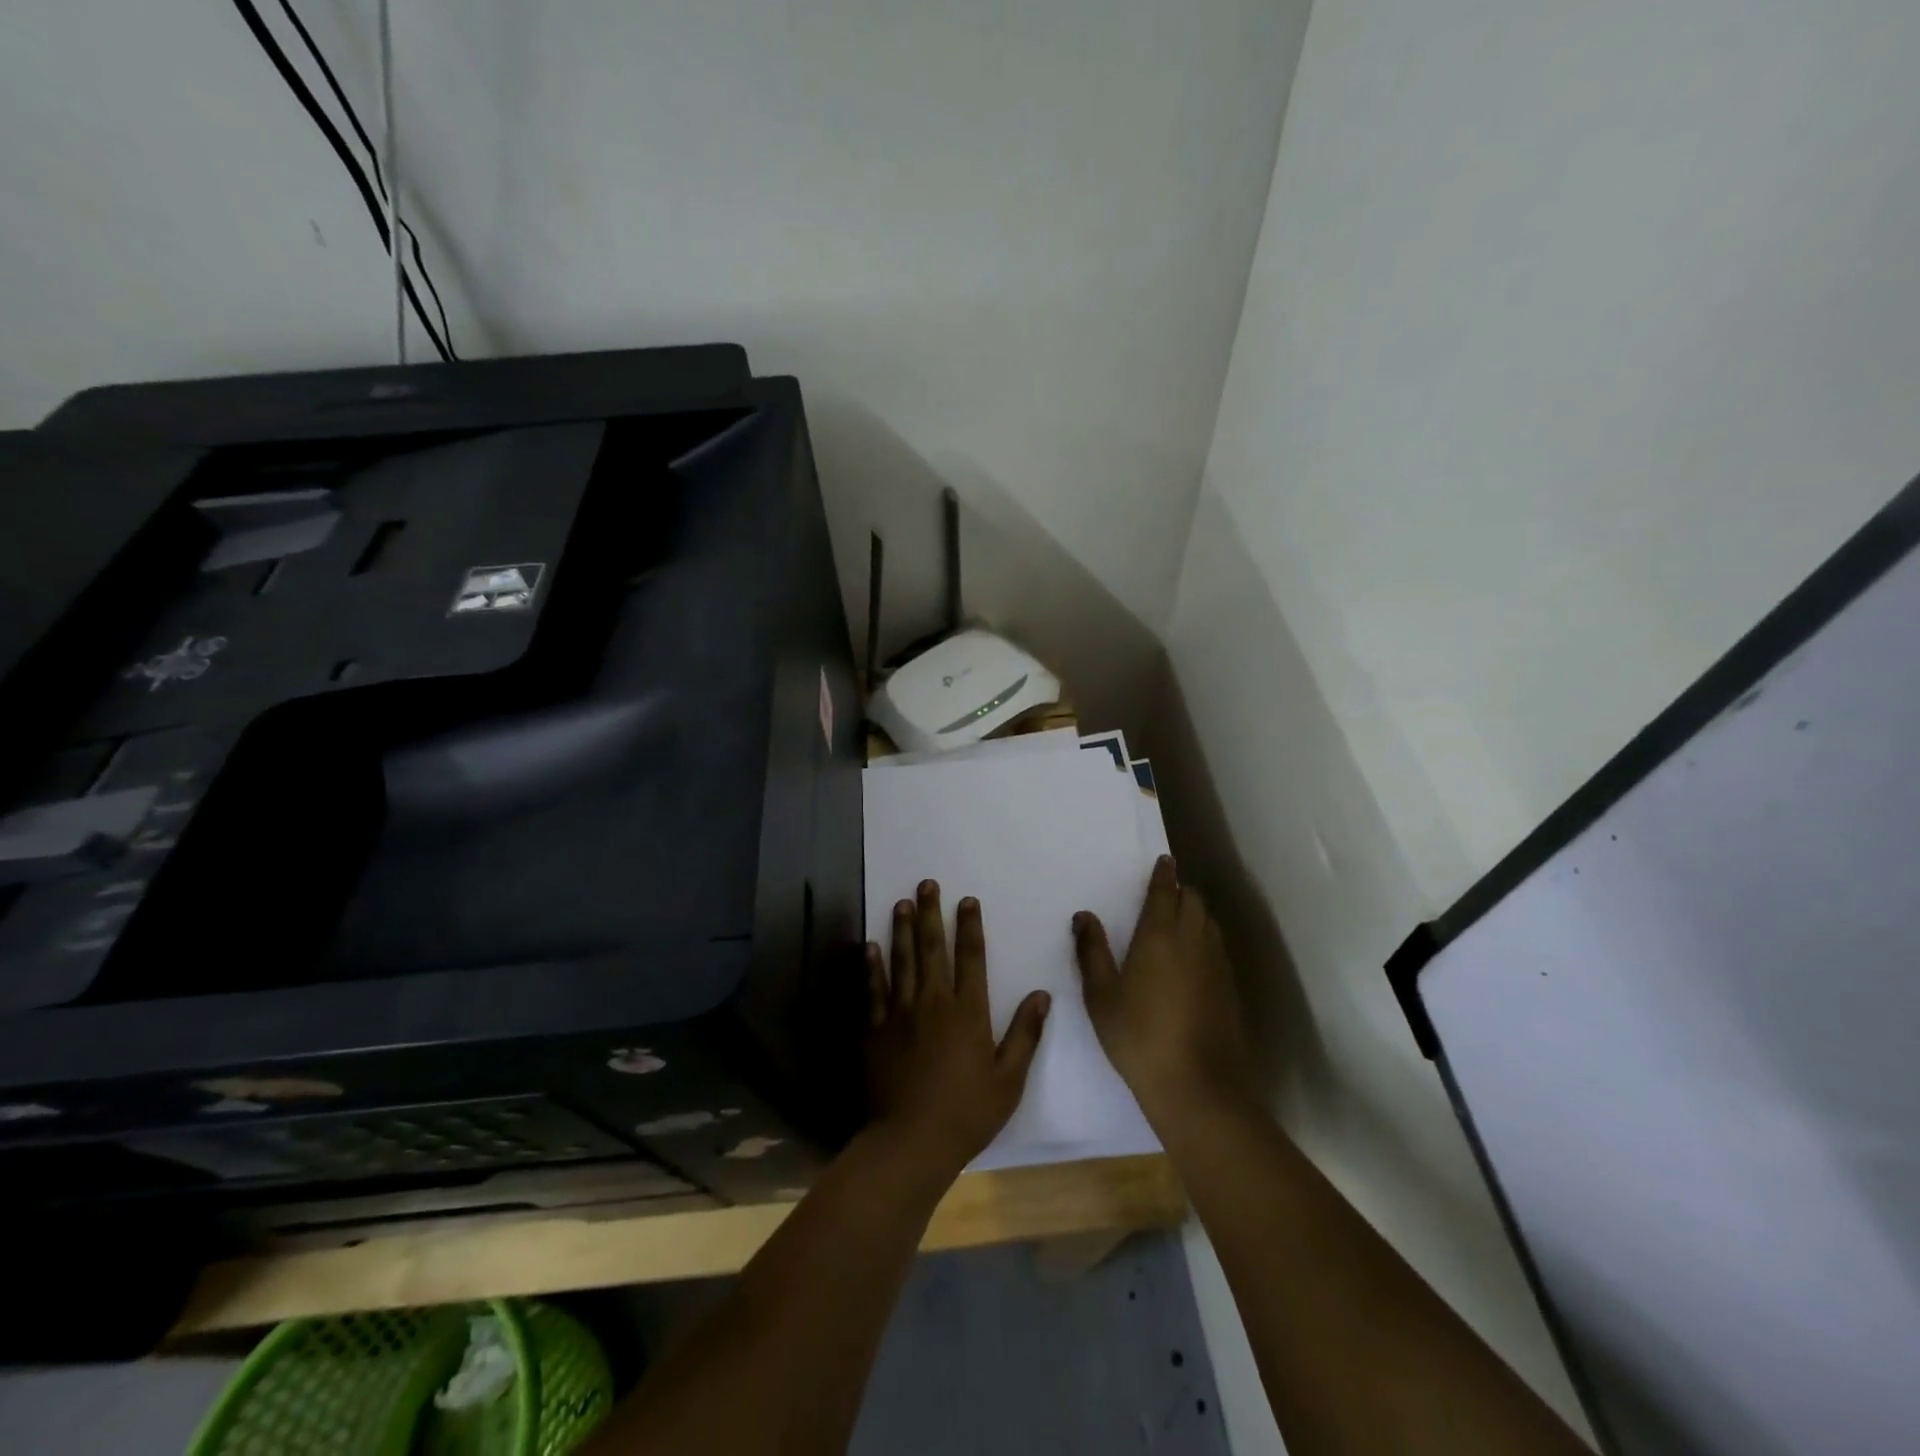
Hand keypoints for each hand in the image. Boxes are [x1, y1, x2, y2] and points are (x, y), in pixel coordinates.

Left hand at [866, 881, 1050, 1173]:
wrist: (911, 1142)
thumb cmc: (967, 1113)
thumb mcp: (1009, 1079)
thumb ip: (1025, 1034)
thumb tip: (1042, 995)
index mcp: (968, 1012)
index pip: (971, 957)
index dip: (969, 926)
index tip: (967, 901)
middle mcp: (934, 1003)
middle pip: (932, 949)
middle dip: (930, 914)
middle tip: (926, 884)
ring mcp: (900, 1014)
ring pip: (902, 961)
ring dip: (901, 929)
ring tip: (901, 903)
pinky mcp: (876, 1030)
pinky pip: (873, 990)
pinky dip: (872, 966)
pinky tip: (869, 946)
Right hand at [1074, 856, 1253, 1125]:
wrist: (1198, 1087)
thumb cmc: (1138, 1037)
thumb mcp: (1101, 996)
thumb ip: (1092, 952)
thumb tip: (1084, 915)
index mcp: (1159, 936)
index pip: (1165, 892)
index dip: (1164, 874)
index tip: (1164, 860)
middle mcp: (1193, 941)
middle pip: (1193, 901)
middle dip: (1181, 890)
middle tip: (1165, 892)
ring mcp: (1217, 965)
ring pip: (1209, 922)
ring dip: (1195, 913)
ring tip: (1179, 919)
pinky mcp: (1230, 989)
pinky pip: (1217, 947)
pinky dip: (1205, 938)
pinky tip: (1193, 959)